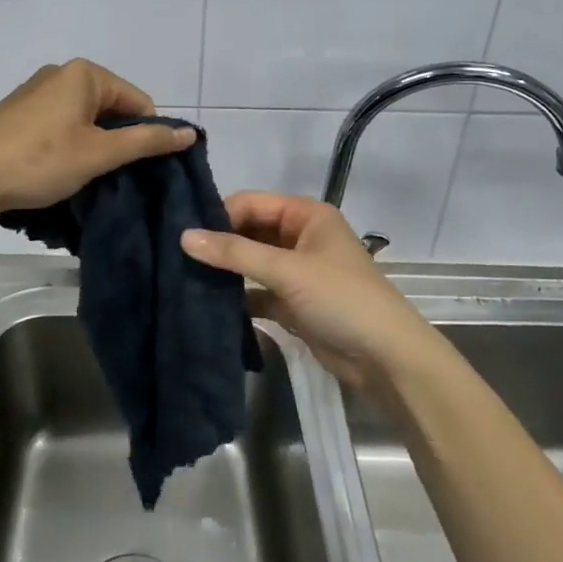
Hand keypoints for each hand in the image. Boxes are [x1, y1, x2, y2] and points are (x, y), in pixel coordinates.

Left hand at [0, 59, 194, 215]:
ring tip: (84, 177)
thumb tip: (190, 132)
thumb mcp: (99, 154)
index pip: (139, 101)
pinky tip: (59, 170)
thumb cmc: (39, 161)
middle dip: (117, 141)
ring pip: (86, 119)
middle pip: (112, 108)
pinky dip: (69, 145)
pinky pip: (61, 123)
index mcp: (85, 73)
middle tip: (110, 176)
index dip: (146, 136)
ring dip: (93, 146)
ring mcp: (37, 91)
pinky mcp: (20, 111)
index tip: (137, 170)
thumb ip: (146, 141)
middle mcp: (61, 73)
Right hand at [181, 193, 437, 393]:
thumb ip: (235, 253)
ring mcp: (297, 271)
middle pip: (249, 231)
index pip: (252, 202)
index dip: (219, 215)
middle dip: (219, 243)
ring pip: (251, 262)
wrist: (386, 358)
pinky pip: (256, 292)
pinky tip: (206, 305)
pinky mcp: (292, 303)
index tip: (183, 233)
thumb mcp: (287, 270)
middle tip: (176, 255)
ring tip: (183, 277)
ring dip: (225, 271)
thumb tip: (183, 236)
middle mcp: (300, 236)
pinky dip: (236, 297)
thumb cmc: (341, 299)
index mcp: (306, 215)